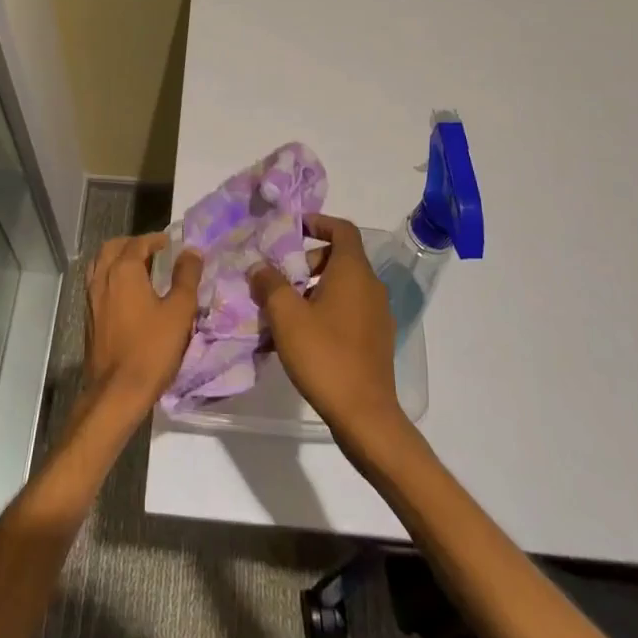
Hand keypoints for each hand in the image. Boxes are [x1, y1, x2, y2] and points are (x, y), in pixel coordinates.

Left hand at [82, 233, 201, 431]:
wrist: (116, 391)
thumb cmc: (151, 349)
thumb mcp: (179, 311)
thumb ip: (186, 277)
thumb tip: (191, 251)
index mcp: (123, 271)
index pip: (137, 243)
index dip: (154, 240)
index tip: (169, 244)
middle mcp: (102, 278)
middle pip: (112, 248)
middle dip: (132, 244)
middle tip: (152, 252)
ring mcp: (91, 299)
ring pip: (100, 265)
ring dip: (117, 259)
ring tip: (139, 270)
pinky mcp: (88, 318)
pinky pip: (96, 284)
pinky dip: (110, 277)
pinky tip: (126, 295)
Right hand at [250, 213, 406, 453]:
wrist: (365, 415)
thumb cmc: (325, 355)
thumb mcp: (286, 316)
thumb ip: (270, 284)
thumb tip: (259, 267)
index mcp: (354, 272)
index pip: (342, 229)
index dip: (318, 222)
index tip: (292, 228)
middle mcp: (371, 287)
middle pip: (340, 258)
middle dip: (307, 261)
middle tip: (279, 278)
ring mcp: (378, 314)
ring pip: (343, 286)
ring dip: (313, 288)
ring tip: (284, 310)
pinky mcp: (376, 339)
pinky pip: (348, 310)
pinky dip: (326, 310)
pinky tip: (301, 336)